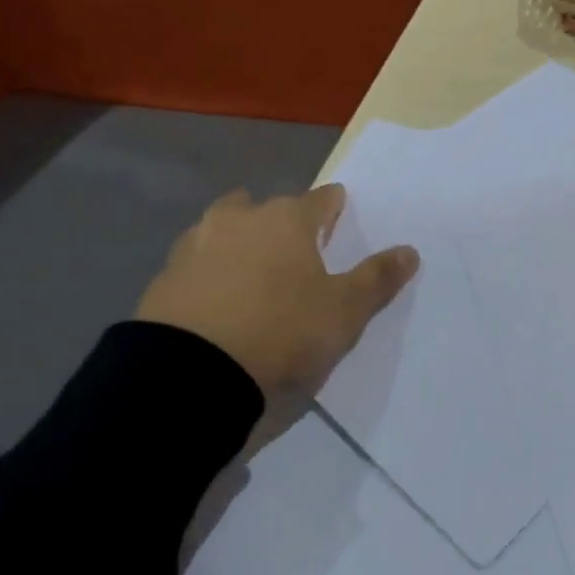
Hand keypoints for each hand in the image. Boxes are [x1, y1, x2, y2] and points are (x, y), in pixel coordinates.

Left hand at [136, 184, 417, 398]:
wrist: (190, 374)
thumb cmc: (282, 332)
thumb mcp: (344, 313)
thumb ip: (377, 278)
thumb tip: (410, 251)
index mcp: (287, 220)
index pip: (321, 199)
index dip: (335, 208)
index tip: (340, 217)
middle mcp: (239, 219)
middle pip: (264, 206)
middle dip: (279, 221)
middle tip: (293, 250)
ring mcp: (195, 245)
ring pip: (223, 228)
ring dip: (238, 241)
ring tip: (251, 273)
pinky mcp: (164, 277)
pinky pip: (195, 263)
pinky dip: (209, 273)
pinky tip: (217, 301)